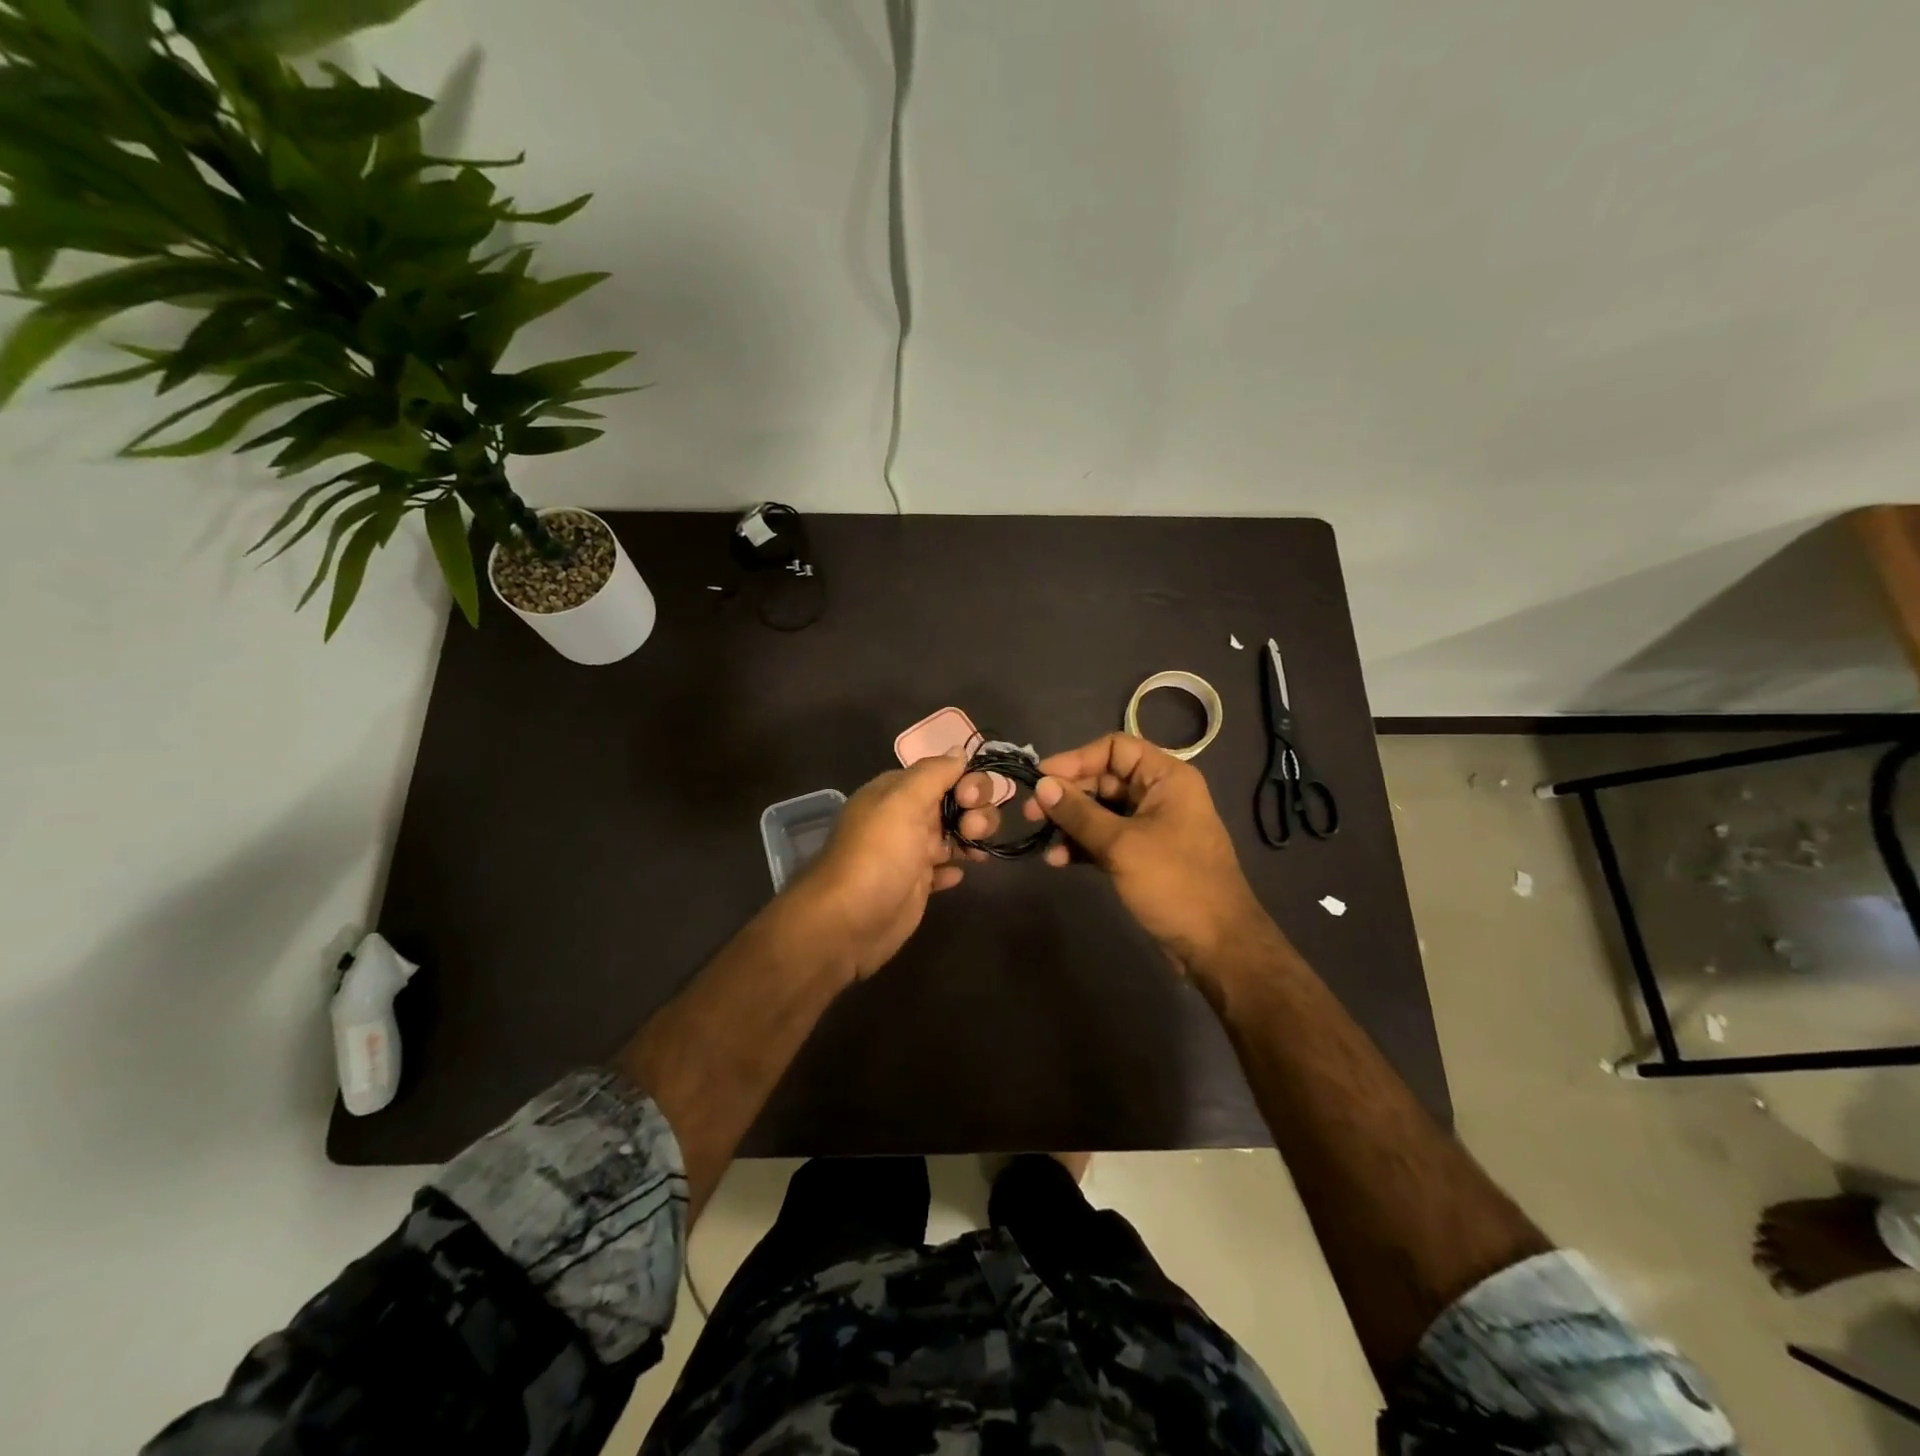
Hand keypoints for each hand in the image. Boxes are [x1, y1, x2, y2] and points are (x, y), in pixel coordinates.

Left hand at [795, 753, 999, 977]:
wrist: (847, 923)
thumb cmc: (878, 856)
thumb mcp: (902, 802)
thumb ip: (933, 773)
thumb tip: (959, 751)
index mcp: (897, 792)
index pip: (944, 772)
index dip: (967, 782)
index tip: (971, 800)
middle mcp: (905, 817)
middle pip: (955, 801)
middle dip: (976, 810)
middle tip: (973, 830)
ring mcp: (911, 851)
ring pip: (954, 833)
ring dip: (972, 837)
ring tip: (975, 855)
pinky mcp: (915, 884)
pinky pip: (944, 868)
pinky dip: (955, 868)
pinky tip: (956, 875)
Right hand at [1023, 732, 1264, 967]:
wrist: (1216, 945)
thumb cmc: (1174, 883)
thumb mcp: (1121, 845)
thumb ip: (1079, 813)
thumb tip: (1042, 785)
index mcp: (1167, 778)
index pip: (1115, 748)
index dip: (1076, 758)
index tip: (1042, 778)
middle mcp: (1159, 795)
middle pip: (1104, 779)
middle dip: (1067, 795)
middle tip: (1032, 812)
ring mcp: (1151, 826)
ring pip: (1101, 811)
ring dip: (1070, 823)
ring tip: (1042, 840)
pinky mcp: (1143, 855)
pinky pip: (1105, 839)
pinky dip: (1083, 846)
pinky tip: (1059, 861)